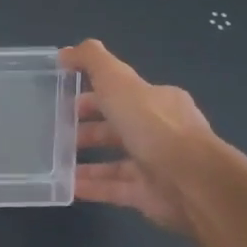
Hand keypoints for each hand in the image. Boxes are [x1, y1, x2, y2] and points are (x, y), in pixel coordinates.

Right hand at [61, 39, 220, 234]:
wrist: (191, 181)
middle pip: (117, 127)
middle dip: (87, 128)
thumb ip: (93, 61)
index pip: (122, 93)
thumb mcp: (118, 81)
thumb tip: (65, 52)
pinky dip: (92, 186)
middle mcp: (160, 131)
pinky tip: (67, 186)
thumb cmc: (153, 126)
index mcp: (157, 101)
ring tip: (55, 162)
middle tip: (56, 133)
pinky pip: (114, 189)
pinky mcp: (149, 195)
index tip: (63, 99)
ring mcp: (156, 165)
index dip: (93, 94)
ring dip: (85, 160)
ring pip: (114, 160)